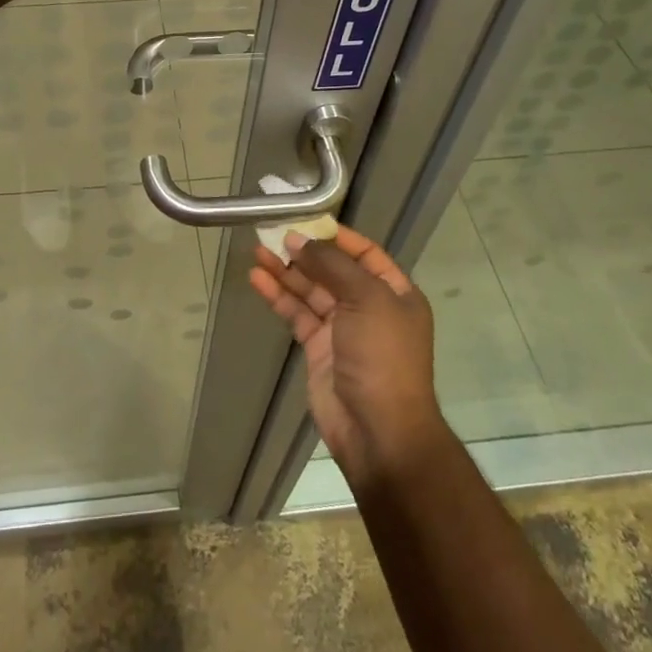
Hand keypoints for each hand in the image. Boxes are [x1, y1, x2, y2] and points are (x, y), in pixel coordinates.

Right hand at [250, 227, 449, 482]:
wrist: (379, 430)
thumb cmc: (382, 356)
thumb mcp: (367, 299)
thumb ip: (332, 265)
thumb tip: (299, 240)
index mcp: (395, 293)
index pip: (364, 253)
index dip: (335, 237)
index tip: (304, 221)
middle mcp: (370, 307)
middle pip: (332, 270)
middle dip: (304, 252)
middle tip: (271, 233)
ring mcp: (343, 329)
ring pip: (310, 291)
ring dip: (286, 271)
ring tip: (257, 251)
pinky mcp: (318, 349)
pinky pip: (297, 314)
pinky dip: (279, 296)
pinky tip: (258, 279)